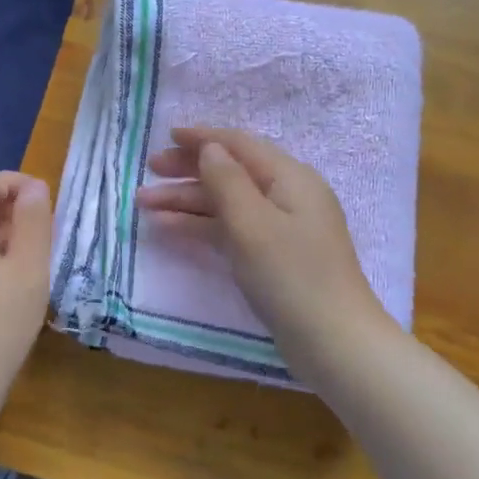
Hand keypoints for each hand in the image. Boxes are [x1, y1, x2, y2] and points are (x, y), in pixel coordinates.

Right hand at [136, 128, 387, 358]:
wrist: (333, 342)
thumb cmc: (292, 275)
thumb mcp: (252, 223)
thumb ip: (227, 180)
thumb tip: (210, 148)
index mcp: (290, 178)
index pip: (240, 145)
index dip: (202, 138)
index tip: (166, 136)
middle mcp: (287, 196)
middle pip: (231, 172)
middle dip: (189, 170)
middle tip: (150, 171)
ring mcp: (280, 228)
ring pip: (226, 203)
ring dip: (187, 201)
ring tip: (145, 203)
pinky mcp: (272, 257)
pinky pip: (231, 229)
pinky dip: (201, 226)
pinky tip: (169, 227)